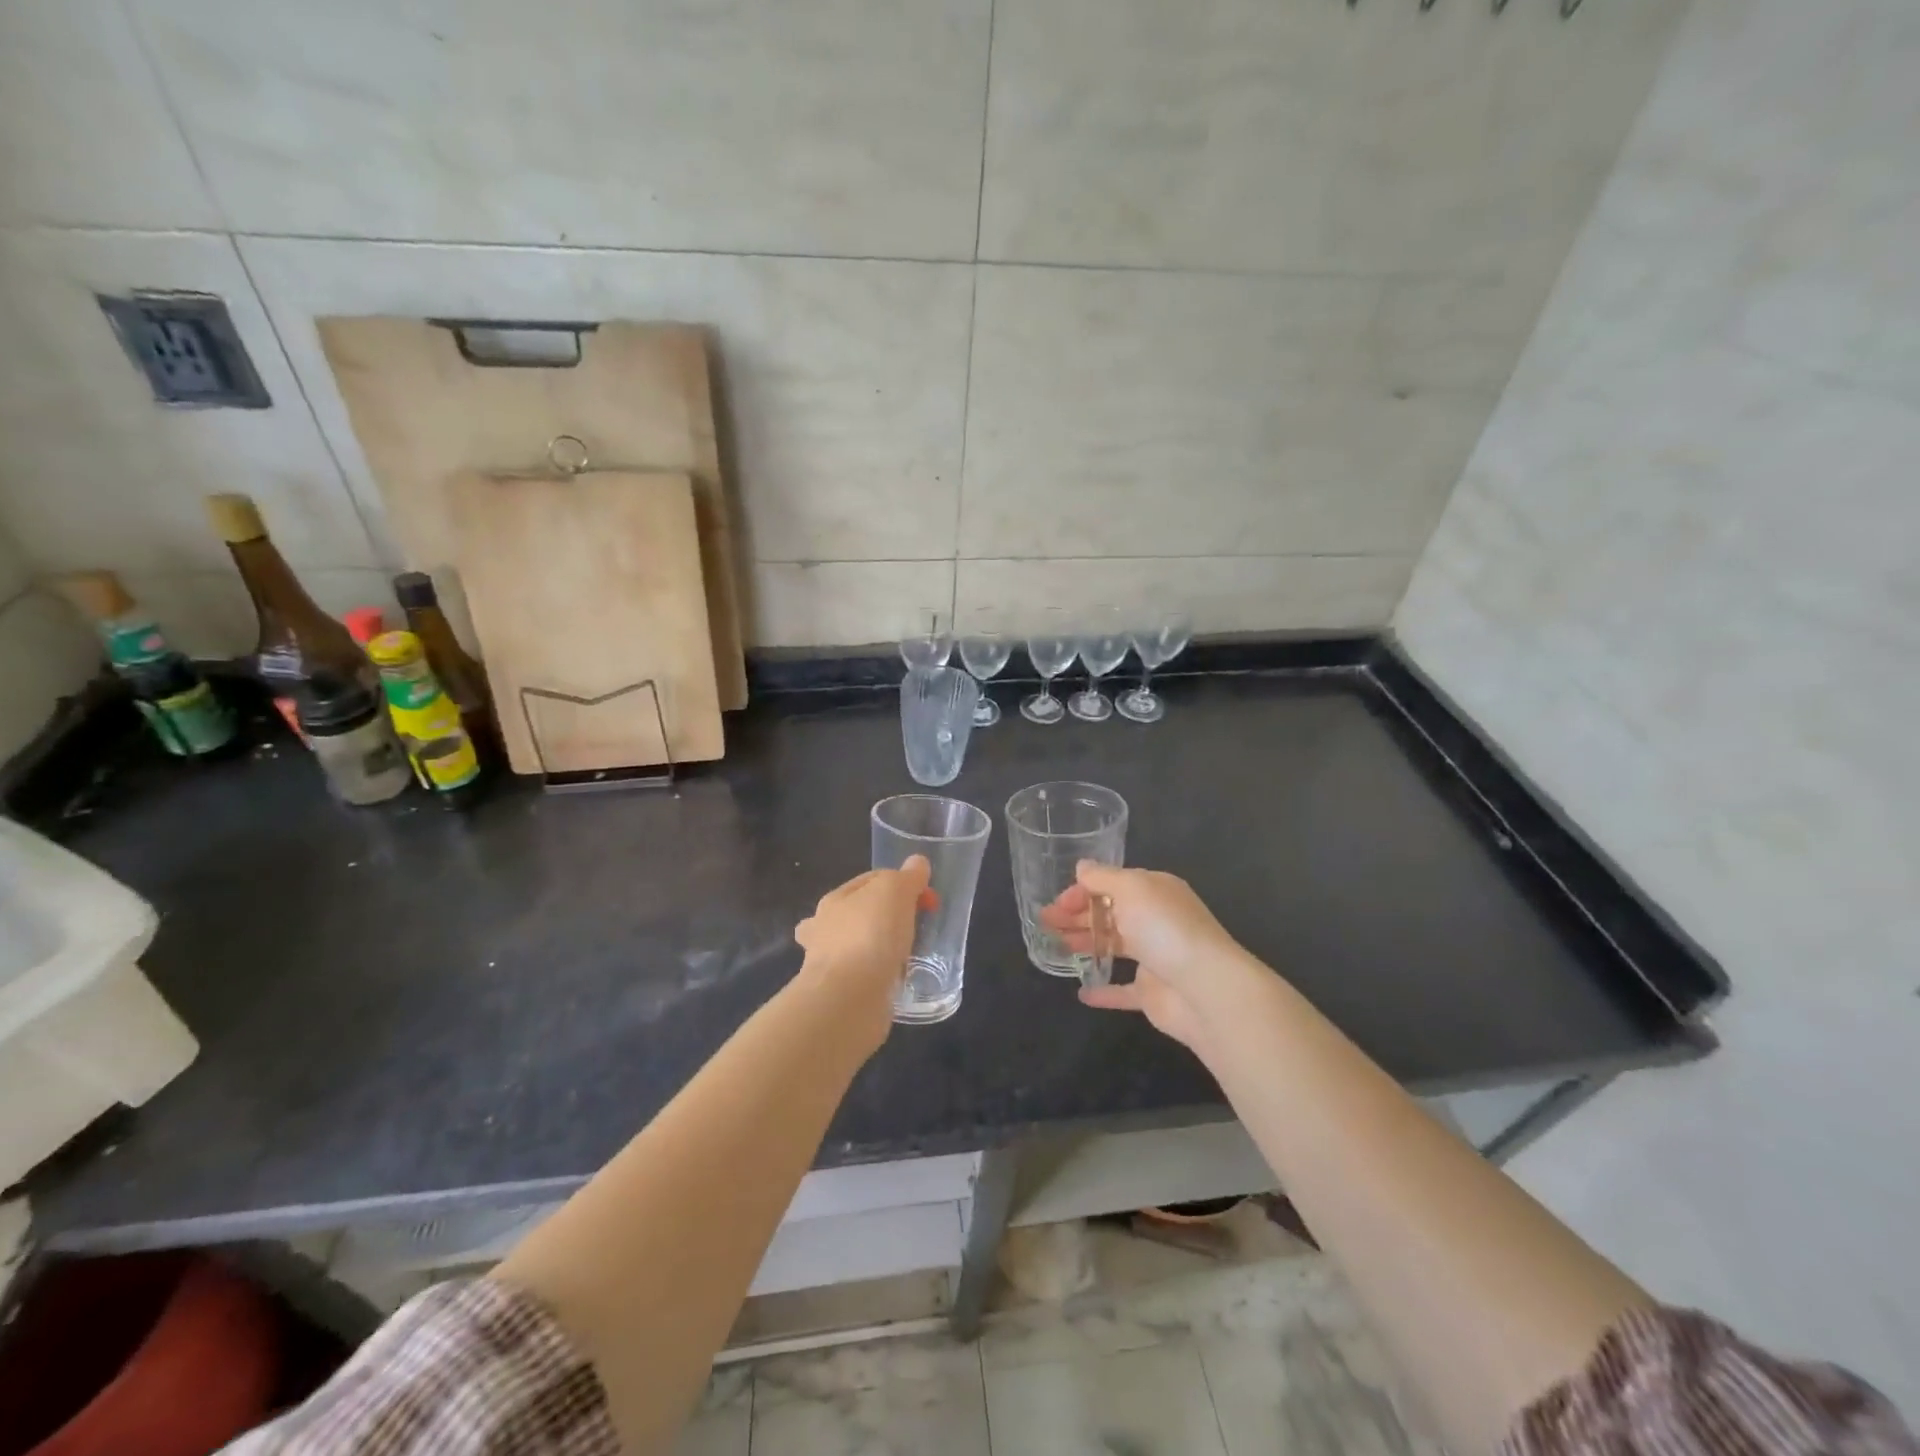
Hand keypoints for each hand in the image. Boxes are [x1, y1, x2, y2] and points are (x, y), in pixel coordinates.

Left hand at [793, 857, 934, 1049]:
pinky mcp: (841, 995)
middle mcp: (824, 930)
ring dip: (877, 949)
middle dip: (881, 917)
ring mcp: (829, 965)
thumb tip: (917, 863)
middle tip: (914, 925)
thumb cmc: (870, 934)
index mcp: (834, 900)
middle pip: (857, 914)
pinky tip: (898, 980)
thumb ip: (908, 876)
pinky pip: (864, 978)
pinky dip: (879, 977)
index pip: (870, 880)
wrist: (849, 998)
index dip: (901, 882)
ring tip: (906, 954)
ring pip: (855, 948)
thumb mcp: (895, 891)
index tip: (927, 898)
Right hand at [1041, 862, 1249, 1050]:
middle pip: (1109, 913)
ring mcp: (1154, 957)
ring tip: (1053, 947)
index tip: (1056, 904)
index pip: (1111, 885)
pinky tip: (1082, 992)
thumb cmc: (1165, 929)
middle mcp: (1155, 920)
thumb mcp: (1132, 890)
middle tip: (1044, 923)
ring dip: (1084, 943)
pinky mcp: (1152, 993)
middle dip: (1076, 915)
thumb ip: (1103, 878)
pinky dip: (1103, 990)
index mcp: (1154, 891)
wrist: (1206, 989)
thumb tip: (1082, 867)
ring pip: (1113, 946)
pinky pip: (1123, 991)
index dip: (1081, 891)